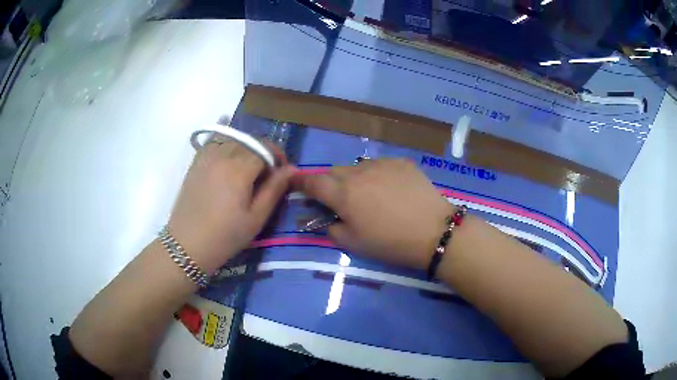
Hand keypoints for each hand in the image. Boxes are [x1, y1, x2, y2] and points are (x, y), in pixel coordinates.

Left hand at [168, 140, 295, 272]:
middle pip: (249, 141)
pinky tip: (226, 144)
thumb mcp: (256, 218)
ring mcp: (206, 157)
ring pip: (232, 139)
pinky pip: (213, 141)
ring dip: (245, 147)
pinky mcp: (195, 162)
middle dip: (263, 152)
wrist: (187, 245)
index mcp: (239, 170)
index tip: (282, 174)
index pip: (265, 148)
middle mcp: (222, 156)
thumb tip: (292, 169)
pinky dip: (223, 139)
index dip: (277, 157)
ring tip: (248, 166)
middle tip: (267, 173)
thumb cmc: (225, 236)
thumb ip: (274, 190)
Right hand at [295, 159, 453, 269]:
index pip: (312, 182)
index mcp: (343, 194)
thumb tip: (326, 220)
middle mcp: (358, 173)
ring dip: (355, 178)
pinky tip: (391, 189)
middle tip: (341, 200)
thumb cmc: (391, 243)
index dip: (301, 183)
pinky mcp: (401, 162)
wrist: (434, 231)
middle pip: (334, 171)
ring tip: (369, 195)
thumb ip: (332, 229)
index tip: (297, 185)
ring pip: (357, 166)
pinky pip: (380, 165)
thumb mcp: (355, 244)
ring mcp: (381, 164)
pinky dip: (377, 175)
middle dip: (330, 183)